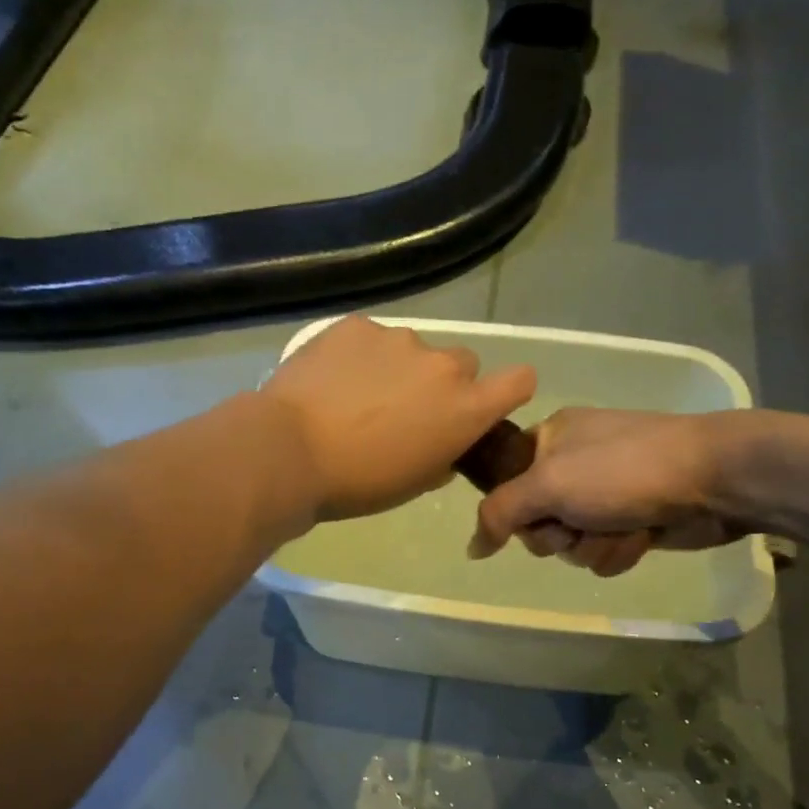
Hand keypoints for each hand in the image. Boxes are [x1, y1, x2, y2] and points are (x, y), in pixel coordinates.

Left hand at [261, 317, 536, 521]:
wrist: (289, 451)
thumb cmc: (358, 483)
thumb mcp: (414, 483)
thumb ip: (442, 456)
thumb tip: (442, 445)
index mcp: (466, 408)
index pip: (520, 380)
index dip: (507, 390)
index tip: (485, 403)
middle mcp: (443, 365)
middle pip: (462, 363)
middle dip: (443, 383)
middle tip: (405, 409)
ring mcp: (399, 339)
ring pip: (413, 349)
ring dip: (397, 368)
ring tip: (355, 395)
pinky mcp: (357, 325)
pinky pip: (370, 338)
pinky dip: (359, 355)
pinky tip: (331, 379)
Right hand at [469, 408, 751, 575]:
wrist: (713, 478)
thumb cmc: (623, 471)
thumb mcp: (548, 484)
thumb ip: (498, 513)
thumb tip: (471, 548)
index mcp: (550, 441)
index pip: (505, 486)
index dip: (516, 509)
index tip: (534, 513)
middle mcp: (573, 467)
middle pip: (537, 524)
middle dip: (559, 534)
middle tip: (578, 523)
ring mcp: (605, 495)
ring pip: (571, 544)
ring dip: (593, 546)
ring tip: (621, 528)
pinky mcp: (632, 520)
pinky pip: (603, 552)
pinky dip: (619, 550)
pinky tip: (641, 535)